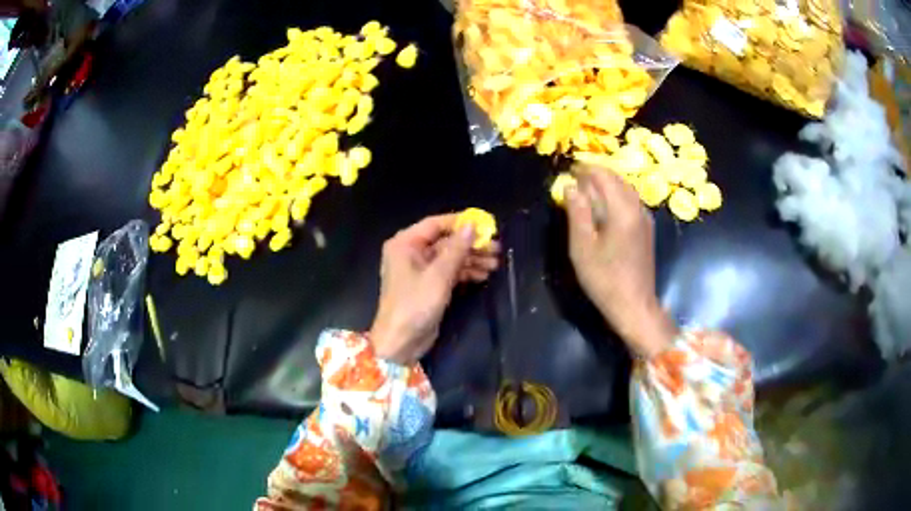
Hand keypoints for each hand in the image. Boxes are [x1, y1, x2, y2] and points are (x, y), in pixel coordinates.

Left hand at [369, 214, 499, 363]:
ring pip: (450, 257)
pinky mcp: (428, 286)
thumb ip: (457, 249)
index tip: (486, 225)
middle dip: (471, 245)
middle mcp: (411, 252)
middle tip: (496, 248)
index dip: (461, 223)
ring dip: (472, 260)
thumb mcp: (439, 275)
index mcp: (405, 244)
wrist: (400, 342)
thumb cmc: (415, 304)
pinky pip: (449, 272)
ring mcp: (420, 270)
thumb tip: (472, 225)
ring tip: (496, 264)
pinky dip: (465, 272)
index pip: (436, 224)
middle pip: (445, 241)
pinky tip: (484, 275)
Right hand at [565, 167, 677, 357]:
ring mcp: (645, 219)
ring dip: (608, 183)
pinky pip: (632, 201)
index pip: (604, 176)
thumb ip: (577, 213)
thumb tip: (571, 186)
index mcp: (622, 210)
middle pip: (618, 179)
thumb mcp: (582, 247)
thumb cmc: (604, 279)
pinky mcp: (647, 230)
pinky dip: (617, 195)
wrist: (634, 305)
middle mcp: (637, 208)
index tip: (569, 169)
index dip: (586, 169)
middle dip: (597, 174)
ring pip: (627, 189)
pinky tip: (606, 206)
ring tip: (588, 188)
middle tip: (576, 176)